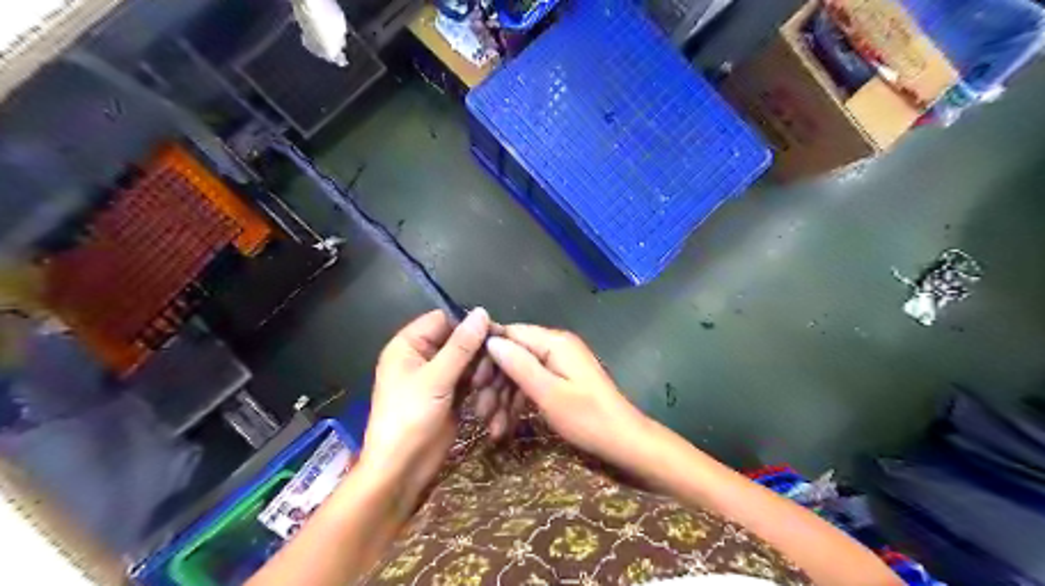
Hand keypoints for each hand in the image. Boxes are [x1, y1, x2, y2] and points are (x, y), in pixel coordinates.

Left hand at [360, 310, 490, 496]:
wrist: (402, 469)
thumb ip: (461, 346)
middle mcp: (423, 356)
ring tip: (484, 390)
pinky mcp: (451, 395)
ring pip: (469, 361)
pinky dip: (481, 387)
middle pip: (460, 340)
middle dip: (478, 354)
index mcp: (409, 345)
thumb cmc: (410, 418)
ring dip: (481, 373)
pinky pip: (471, 380)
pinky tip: (487, 398)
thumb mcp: (436, 379)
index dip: (468, 325)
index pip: (444, 319)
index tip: (494, 336)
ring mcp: (438, 377)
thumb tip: (482, 312)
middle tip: (488, 372)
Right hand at [486, 325, 650, 462]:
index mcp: (554, 342)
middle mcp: (556, 346)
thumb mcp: (548, 393)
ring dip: (504, 397)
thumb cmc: (587, 418)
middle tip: (480, 412)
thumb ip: (519, 365)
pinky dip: (519, 402)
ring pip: (520, 372)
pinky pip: (532, 383)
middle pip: (513, 354)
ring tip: (492, 427)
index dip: (488, 354)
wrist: (624, 441)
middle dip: (495, 383)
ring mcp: (559, 363)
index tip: (471, 381)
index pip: (510, 334)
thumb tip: (490, 341)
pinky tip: (506, 426)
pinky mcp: (561, 379)